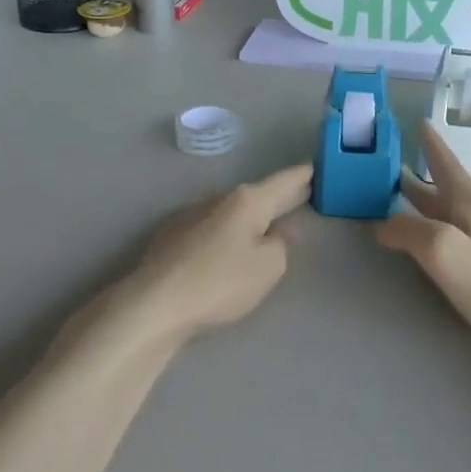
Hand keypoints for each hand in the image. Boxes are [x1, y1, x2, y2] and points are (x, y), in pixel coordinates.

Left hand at [114, 165, 313, 340]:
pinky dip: (227, 231)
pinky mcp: (171, 235)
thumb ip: (282, 243)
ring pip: (232, 210)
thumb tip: (280, 230)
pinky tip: (228, 245)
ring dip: (251, 215)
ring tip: (267, 224)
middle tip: (302, 194)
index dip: (304, 175)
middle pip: (258, 194)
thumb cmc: (220, 283)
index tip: (318, 166)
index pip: (285, 181)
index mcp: (248, 200)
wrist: (153, 304)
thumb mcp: (268, 267)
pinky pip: (211, 226)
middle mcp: (219, 198)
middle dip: (280, 196)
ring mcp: (191, 214)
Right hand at [378, 123, 470, 357]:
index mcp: (470, 201)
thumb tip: (383, 224)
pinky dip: (445, 222)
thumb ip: (408, 231)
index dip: (430, 143)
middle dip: (421, 175)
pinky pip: (466, 229)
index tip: (419, 121)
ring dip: (431, 200)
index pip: (444, 162)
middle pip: (447, 186)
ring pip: (456, 208)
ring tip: (407, 198)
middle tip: (394, 164)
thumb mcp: (442, 252)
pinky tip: (441, 237)